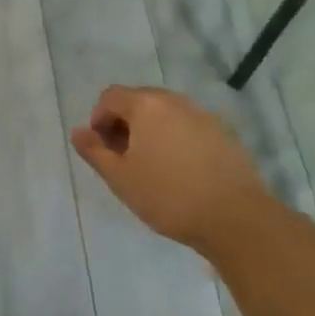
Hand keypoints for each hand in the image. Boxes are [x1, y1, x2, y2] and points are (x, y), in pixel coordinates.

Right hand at [70, 86, 268, 249]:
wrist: (236, 219)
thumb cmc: (168, 196)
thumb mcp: (120, 178)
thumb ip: (94, 151)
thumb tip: (78, 131)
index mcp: (146, 105)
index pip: (111, 96)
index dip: (98, 119)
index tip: (102, 149)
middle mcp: (174, 101)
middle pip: (139, 100)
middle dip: (124, 123)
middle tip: (122, 157)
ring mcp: (203, 115)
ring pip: (165, 113)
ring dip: (150, 130)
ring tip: (151, 165)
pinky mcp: (224, 134)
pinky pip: (188, 126)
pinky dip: (175, 139)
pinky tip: (180, 171)